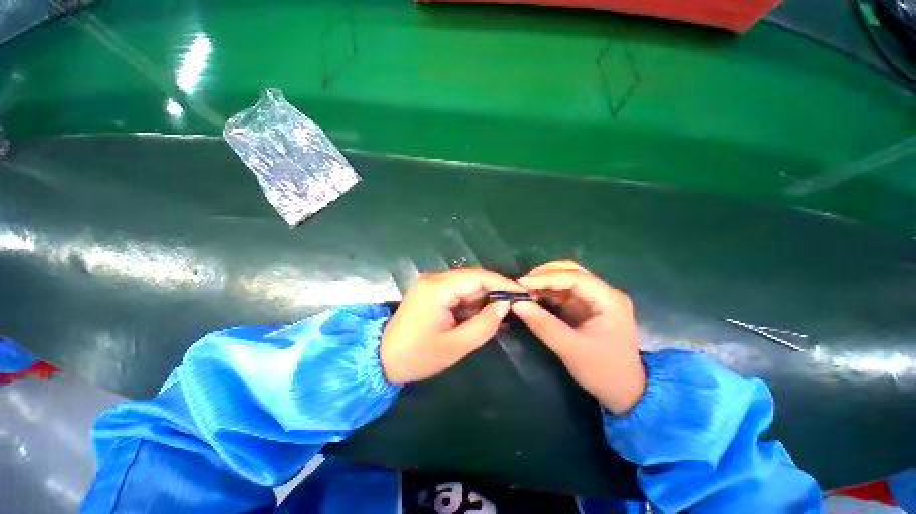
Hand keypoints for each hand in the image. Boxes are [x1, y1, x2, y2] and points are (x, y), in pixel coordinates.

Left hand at [380, 269, 523, 384]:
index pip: (478, 277)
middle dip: (496, 291)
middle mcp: (434, 279)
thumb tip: (505, 305)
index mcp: (437, 288)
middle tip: (518, 304)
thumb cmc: (417, 357)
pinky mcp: (431, 292)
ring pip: (467, 285)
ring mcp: (431, 284)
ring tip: (506, 311)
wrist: (381, 360)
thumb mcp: (455, 346)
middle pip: (473, 279)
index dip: (503, 283)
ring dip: (485, 297)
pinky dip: (473, 302)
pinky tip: (486, 313)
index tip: (523, 293)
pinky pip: (458, 292)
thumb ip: (484, 325)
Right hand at [512, 261, 645, 414]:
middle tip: (521, 284)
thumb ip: (543, 325)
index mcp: (609, 300)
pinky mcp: (586, 306)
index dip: (547, 278)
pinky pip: (563, 291)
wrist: (624, 391)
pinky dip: (547, 291)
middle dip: (545, 275)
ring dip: (544, 282)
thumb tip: (517, 304)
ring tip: (524, 290)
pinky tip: (533, 296)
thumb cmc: (603, 372)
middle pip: (572, 271)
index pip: (575, 278)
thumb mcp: (571, 350)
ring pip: (566, 279)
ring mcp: (595, 299)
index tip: (522, 283)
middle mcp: (604, 293)